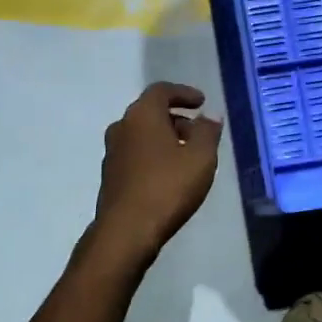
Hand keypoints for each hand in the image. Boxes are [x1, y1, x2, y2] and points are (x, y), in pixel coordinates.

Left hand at [87, 82, 221, 265]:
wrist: (126, 230)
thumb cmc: (167, 187)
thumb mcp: (200, 158)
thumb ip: (208, 132)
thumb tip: (210, 116)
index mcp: (141, 115)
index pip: (161, 91)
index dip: (183, 93)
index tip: (202, 102)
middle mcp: (122, 127)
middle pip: (150, 112)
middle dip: (176, 118)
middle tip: (199, 132)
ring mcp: (112, 152)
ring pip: (142, 135)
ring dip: (165, 138)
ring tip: (188, 155)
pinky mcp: (111, 176)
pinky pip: (136, 154)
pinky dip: (154, 155)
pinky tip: (169, 174)